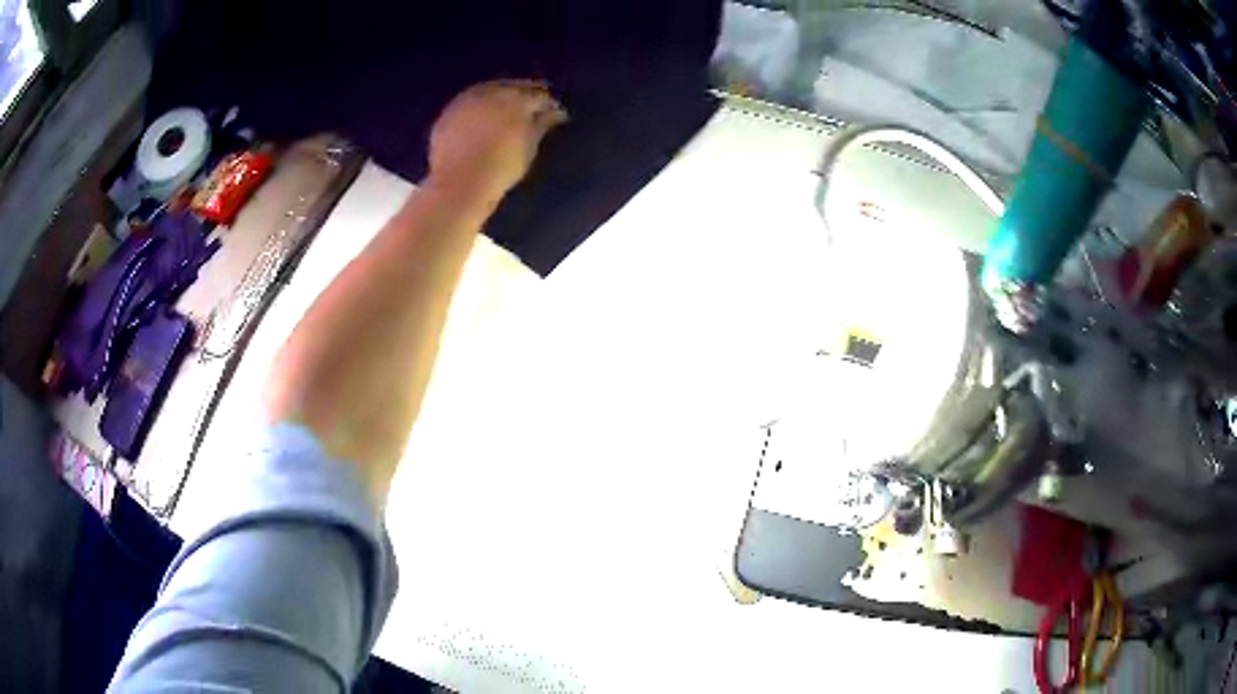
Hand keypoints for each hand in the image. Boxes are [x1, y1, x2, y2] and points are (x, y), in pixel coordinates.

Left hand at [427, 80, 566, 205]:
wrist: (460, 185)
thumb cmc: (501, 167)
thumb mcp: (529, 147)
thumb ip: (542, 125)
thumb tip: (555, 112)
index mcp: (515, 99)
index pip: (538, 94)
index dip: (548, 102)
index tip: (555, 111)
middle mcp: (489, 93)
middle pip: (511, 87)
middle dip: (523, 94)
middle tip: (531, 107)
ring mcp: (464, 102)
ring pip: (487, 92)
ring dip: (498, 98)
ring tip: (506, 112)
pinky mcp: (447, 115)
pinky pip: (467, 105)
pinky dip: (477, 109)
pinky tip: (481, 121)